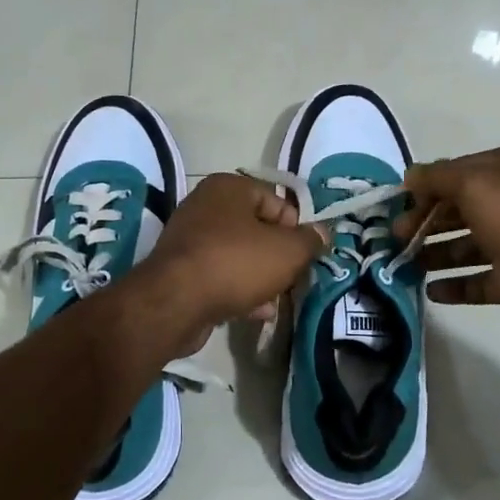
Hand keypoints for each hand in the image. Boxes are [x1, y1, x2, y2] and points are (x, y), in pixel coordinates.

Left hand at [129, 173, 323, 355]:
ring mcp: (189, 239)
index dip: (296, 228)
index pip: (276, 200)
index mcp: (229, 188)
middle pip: (256, 229)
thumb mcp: (288, 251)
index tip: (304, 254)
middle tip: (292, 278)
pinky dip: (239, 290)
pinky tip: (256, 312)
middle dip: (277, 256)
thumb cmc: (237, 263)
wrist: (176, 302)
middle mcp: (205, 206)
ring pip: (239, 255)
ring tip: (276, 299)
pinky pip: (220, 276)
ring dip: (260, 277)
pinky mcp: (181, 271)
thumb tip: (322, 234)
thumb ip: (310, 240)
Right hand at [395, 144, 499, 341]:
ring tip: (403, 265)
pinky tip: (430, 291)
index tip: (395, 206)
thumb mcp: (476, 183)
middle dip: (423, 222)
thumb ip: (437, 178)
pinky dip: (454, 287)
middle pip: (457, 210)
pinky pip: (477, 283)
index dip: (424, 189)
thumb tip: (410, 177)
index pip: (455, 174)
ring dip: (433, 254)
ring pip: (464, 247)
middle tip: (394, 239)